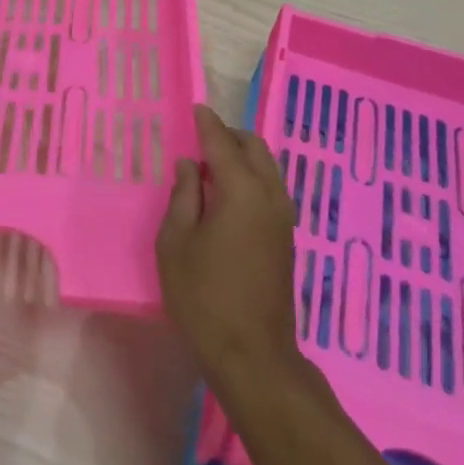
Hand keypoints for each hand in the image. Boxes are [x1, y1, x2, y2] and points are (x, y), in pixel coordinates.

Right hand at [156, 105, 302, 392]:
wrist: (253, 356)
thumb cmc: (204, 298)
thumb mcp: (176, 243)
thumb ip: (182, 197)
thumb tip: (188, 166)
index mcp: (241, 191)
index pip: (222, 143)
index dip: (207, 124)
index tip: (196, 108)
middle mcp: (270, 196)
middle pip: (255, 148)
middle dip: (230, 136)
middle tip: (201, 139)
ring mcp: (284, 218)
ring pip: (268, 168)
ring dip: (244, 157)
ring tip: (212, 166)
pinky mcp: (287, 239)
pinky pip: (271, 189)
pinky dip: (253, 177)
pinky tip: (229, 195)